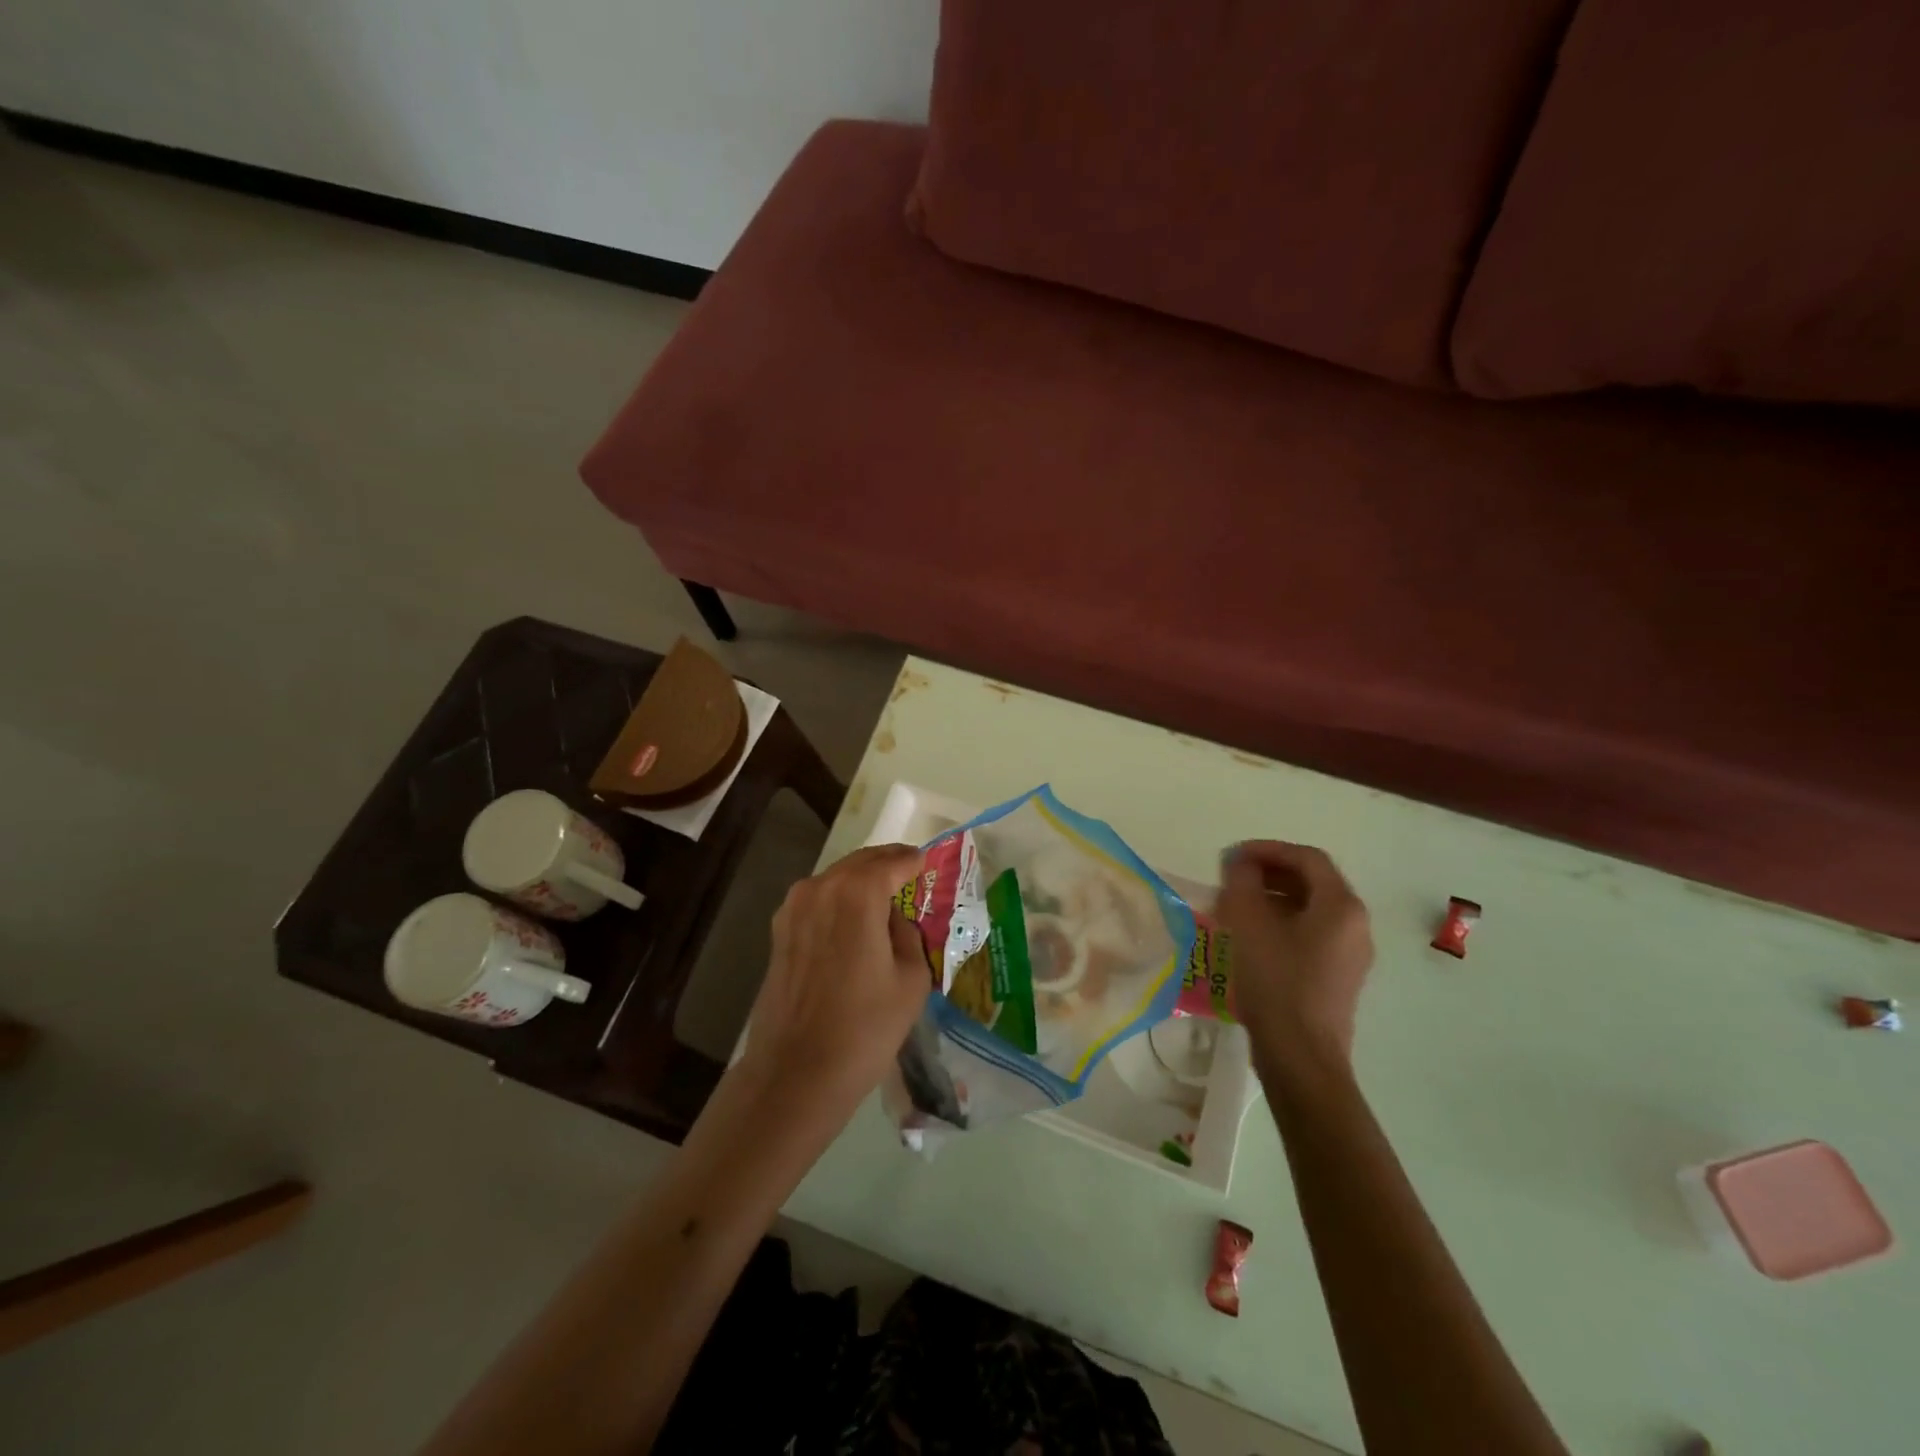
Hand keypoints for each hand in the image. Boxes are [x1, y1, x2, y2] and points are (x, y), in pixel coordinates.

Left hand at [739, 843, 930, 1122]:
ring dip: (861, 880)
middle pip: (860, 863)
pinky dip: (839, 899)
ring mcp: (794, 908)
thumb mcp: (911, 979)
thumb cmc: (865, 1027)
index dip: (912, 861)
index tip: (927, 863)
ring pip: (836, 879)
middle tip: (910, 872)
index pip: (892, 862)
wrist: (797, 1073)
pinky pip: (818, 900)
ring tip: (885, 895)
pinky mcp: (779, 931)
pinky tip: (854, 919)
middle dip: (886, 864)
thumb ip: (908, 935)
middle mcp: (821, 888)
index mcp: (857, 894)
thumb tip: (894, 921)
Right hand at [1217, 841, 1373, 1066]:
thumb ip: (1242, 881)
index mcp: (1341, 906)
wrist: (1300, 1055)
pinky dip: (1282, 923)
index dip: (1268, 849)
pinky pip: (1312, 934)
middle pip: (1313, 882)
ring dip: (1273, 898)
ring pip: (1311, 909)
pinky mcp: (1339, 977)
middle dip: (1270, 873)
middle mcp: (1355, 925)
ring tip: (1236, 905)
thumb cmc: (1276, 981)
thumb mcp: (1249, 923)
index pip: (1307, 858)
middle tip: (1233, 878)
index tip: (1233, 856)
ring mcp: (1351, 954)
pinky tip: (1252, 937)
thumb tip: (1240, 862)